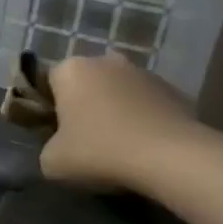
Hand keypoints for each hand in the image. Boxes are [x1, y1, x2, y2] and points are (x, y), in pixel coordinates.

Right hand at [38, 55, 201, 192]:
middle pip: (86, 82)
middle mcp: (106, 61)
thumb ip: (48, 147)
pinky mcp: (174, 90)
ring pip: (119, 91)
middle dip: (84, 104)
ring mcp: (144, 72)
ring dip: (116, 110)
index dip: (49, 107)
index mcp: (71, 70)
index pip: (49, 81)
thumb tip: (60, 146)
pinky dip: (143, 119)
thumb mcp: (52, 162)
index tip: (55, 132)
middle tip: (85, 139)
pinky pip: (148, 104)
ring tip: (119, 145)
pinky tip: (145, 146)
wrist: (170, 158)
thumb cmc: (99, 152)